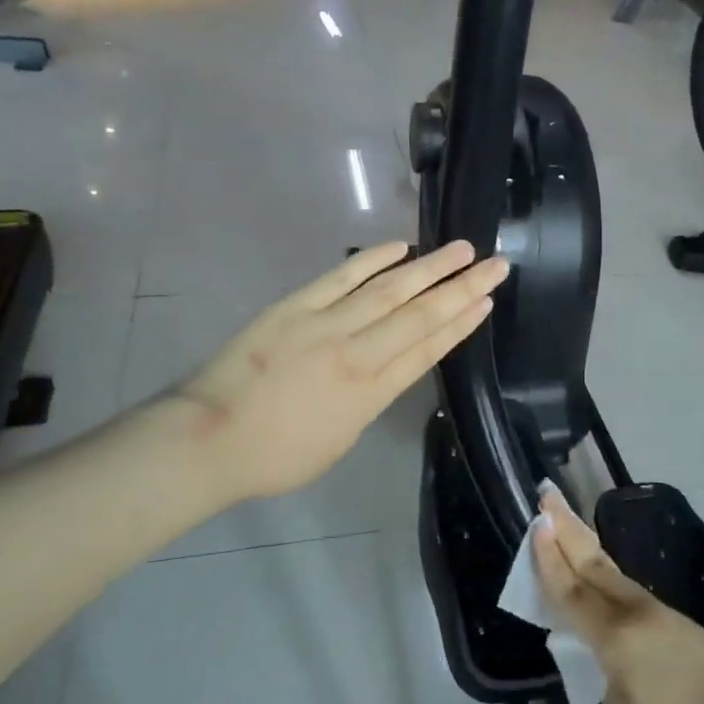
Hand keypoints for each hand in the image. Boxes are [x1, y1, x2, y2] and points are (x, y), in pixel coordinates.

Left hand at [176, 240, 507, 504]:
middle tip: (496, 264)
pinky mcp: (295, 307)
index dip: (461, 324)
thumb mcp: (340, 441)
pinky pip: (341, 279)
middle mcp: (358, 353)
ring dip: (429, 267)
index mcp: (371, 393)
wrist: (208, 439)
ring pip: (389, 290)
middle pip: (420, 314)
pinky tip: (400, 247)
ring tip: (461, 248)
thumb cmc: (275, 456)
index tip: (487, 301)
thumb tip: (386, 368)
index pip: (428, 350)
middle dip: (462, 288)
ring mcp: (326, 325)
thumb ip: (368, 400)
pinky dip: (372, 261)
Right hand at [532, 489, 703, 703]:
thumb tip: (613, 660)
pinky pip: (628, 590)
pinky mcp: (677, 622)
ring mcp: (659, 612)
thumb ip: (608, 677)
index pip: (571, 591)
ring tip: (567, 524)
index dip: (548, 559)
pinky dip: (604, 574)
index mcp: (615, 634)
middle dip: (565, 527)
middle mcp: (634, 611)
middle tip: (546, 494)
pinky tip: (600, 575)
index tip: (535, 523)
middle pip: (591, 562)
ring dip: (585, 545)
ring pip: (611, 571)